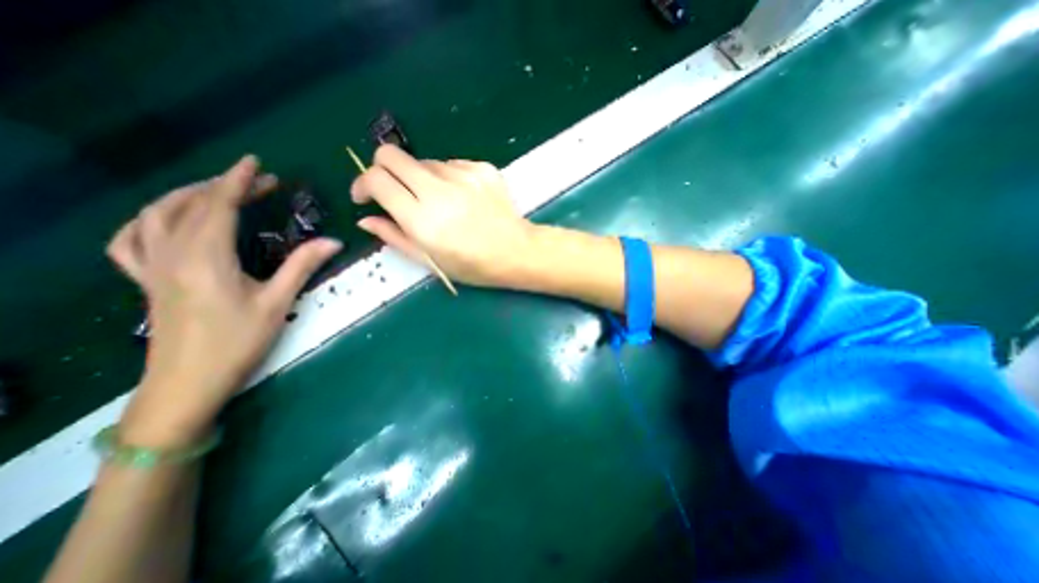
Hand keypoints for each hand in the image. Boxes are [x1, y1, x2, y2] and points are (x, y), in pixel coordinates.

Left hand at [106, 156, 340, 444]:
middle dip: (226, 186)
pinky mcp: (146, 281)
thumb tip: (333, 241)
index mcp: (206, 257)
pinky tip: (163, 221)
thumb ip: (302, 266)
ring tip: (216, 191)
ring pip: (156, 216)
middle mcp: (173, 254)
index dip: (239, 181)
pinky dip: (146, 221)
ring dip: (187, 195)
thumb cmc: (238, 342)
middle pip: (193, 206)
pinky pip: (131, 241)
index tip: (257, 163)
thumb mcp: (278, 303)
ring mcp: (152, 267)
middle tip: (260, 183)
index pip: (220, 206)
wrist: (188, 383)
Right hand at [351, 145, 530, 286]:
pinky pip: (452, 164)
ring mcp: (464, 175)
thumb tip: (366, 219)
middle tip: (394, 191)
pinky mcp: (482, 168)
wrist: (517, 252)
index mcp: (423, 219)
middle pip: (391, 155)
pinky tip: (461, 198)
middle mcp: (440, 190)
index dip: (362, 184)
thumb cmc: (473, 265)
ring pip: (424, 162)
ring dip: (420, 179)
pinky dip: (447, 178)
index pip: (376, 179)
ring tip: (439, 203)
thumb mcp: (431, 261)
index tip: (366, 196)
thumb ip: (395, 237)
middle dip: (383, 169)